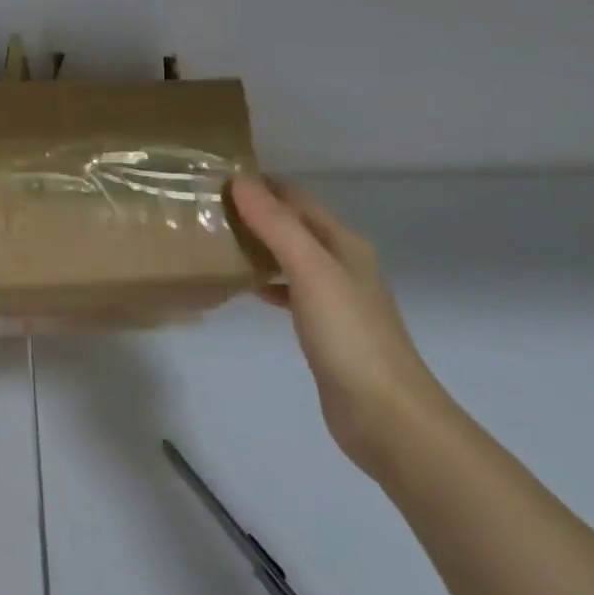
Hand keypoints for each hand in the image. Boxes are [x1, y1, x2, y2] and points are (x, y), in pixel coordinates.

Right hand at [230, 175, 452, 476]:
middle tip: (207, 208)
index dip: (261, 185)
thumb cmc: (349, 335)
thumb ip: (276, 225)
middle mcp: (342, 264)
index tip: (216, 178)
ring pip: (289, 258)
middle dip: (255, 213)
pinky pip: (289, 291)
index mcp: (343, 243)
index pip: (296, 199)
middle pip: (294, 225)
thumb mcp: (311, 270)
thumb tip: (240, 182)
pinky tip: (242, 288)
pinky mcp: (325, 330)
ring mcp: (335, 299)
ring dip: (258, 246)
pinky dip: (266, 282)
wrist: (387, 416)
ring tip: (215, 241)